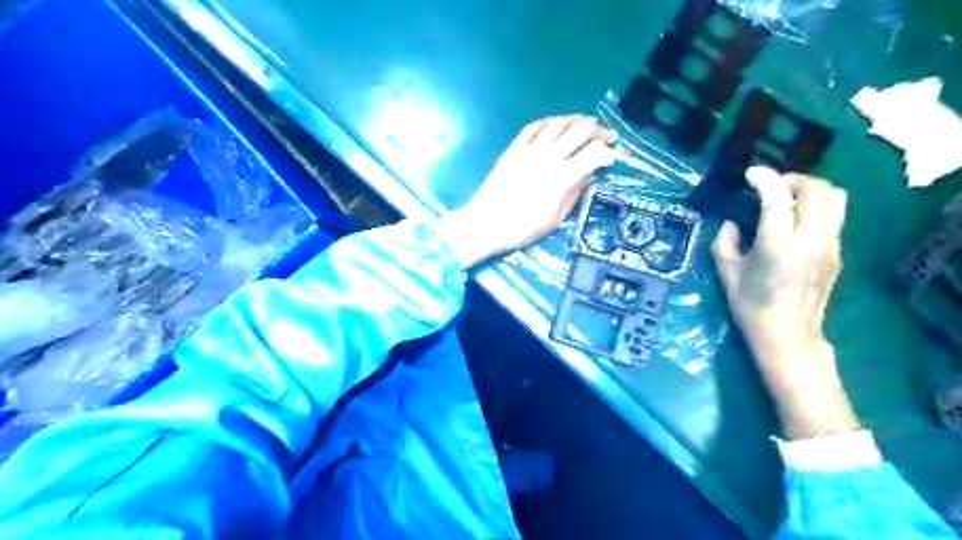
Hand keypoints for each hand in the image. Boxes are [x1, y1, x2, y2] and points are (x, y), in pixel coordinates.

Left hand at [441, 117, 615, 267]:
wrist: (485, 224)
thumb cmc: (522, 229)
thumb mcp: (555, 219)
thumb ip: (574, 194)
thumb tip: (589, 176)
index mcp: (561, 178)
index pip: (594, 154)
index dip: (607, 152)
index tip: (612, 157)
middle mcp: (548, 158)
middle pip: (580, 130)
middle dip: (599, 130)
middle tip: (608, 136)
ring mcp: (529, 150)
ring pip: (559, 123)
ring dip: (577, 120)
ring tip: (588, 123)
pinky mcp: (513, 149)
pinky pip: (534, 126)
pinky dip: (550, 121)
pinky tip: (558, 124)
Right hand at [709, 166, 859, 438]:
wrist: (787, 334)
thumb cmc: (750, 305)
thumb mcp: (726, 272)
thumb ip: (724, 241)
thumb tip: (733, 223)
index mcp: (777, 245)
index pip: (777, 197)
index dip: (764, 178)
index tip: (751, 174)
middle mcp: (810, 240)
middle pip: (818, 189)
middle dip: (794, 180)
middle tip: (772, 188)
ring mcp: (829, 245)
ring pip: (835, 198)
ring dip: (811, 191)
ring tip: (787, 201)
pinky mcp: (837, 253)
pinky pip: (833, 217)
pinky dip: (816, 209)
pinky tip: (794, 224)